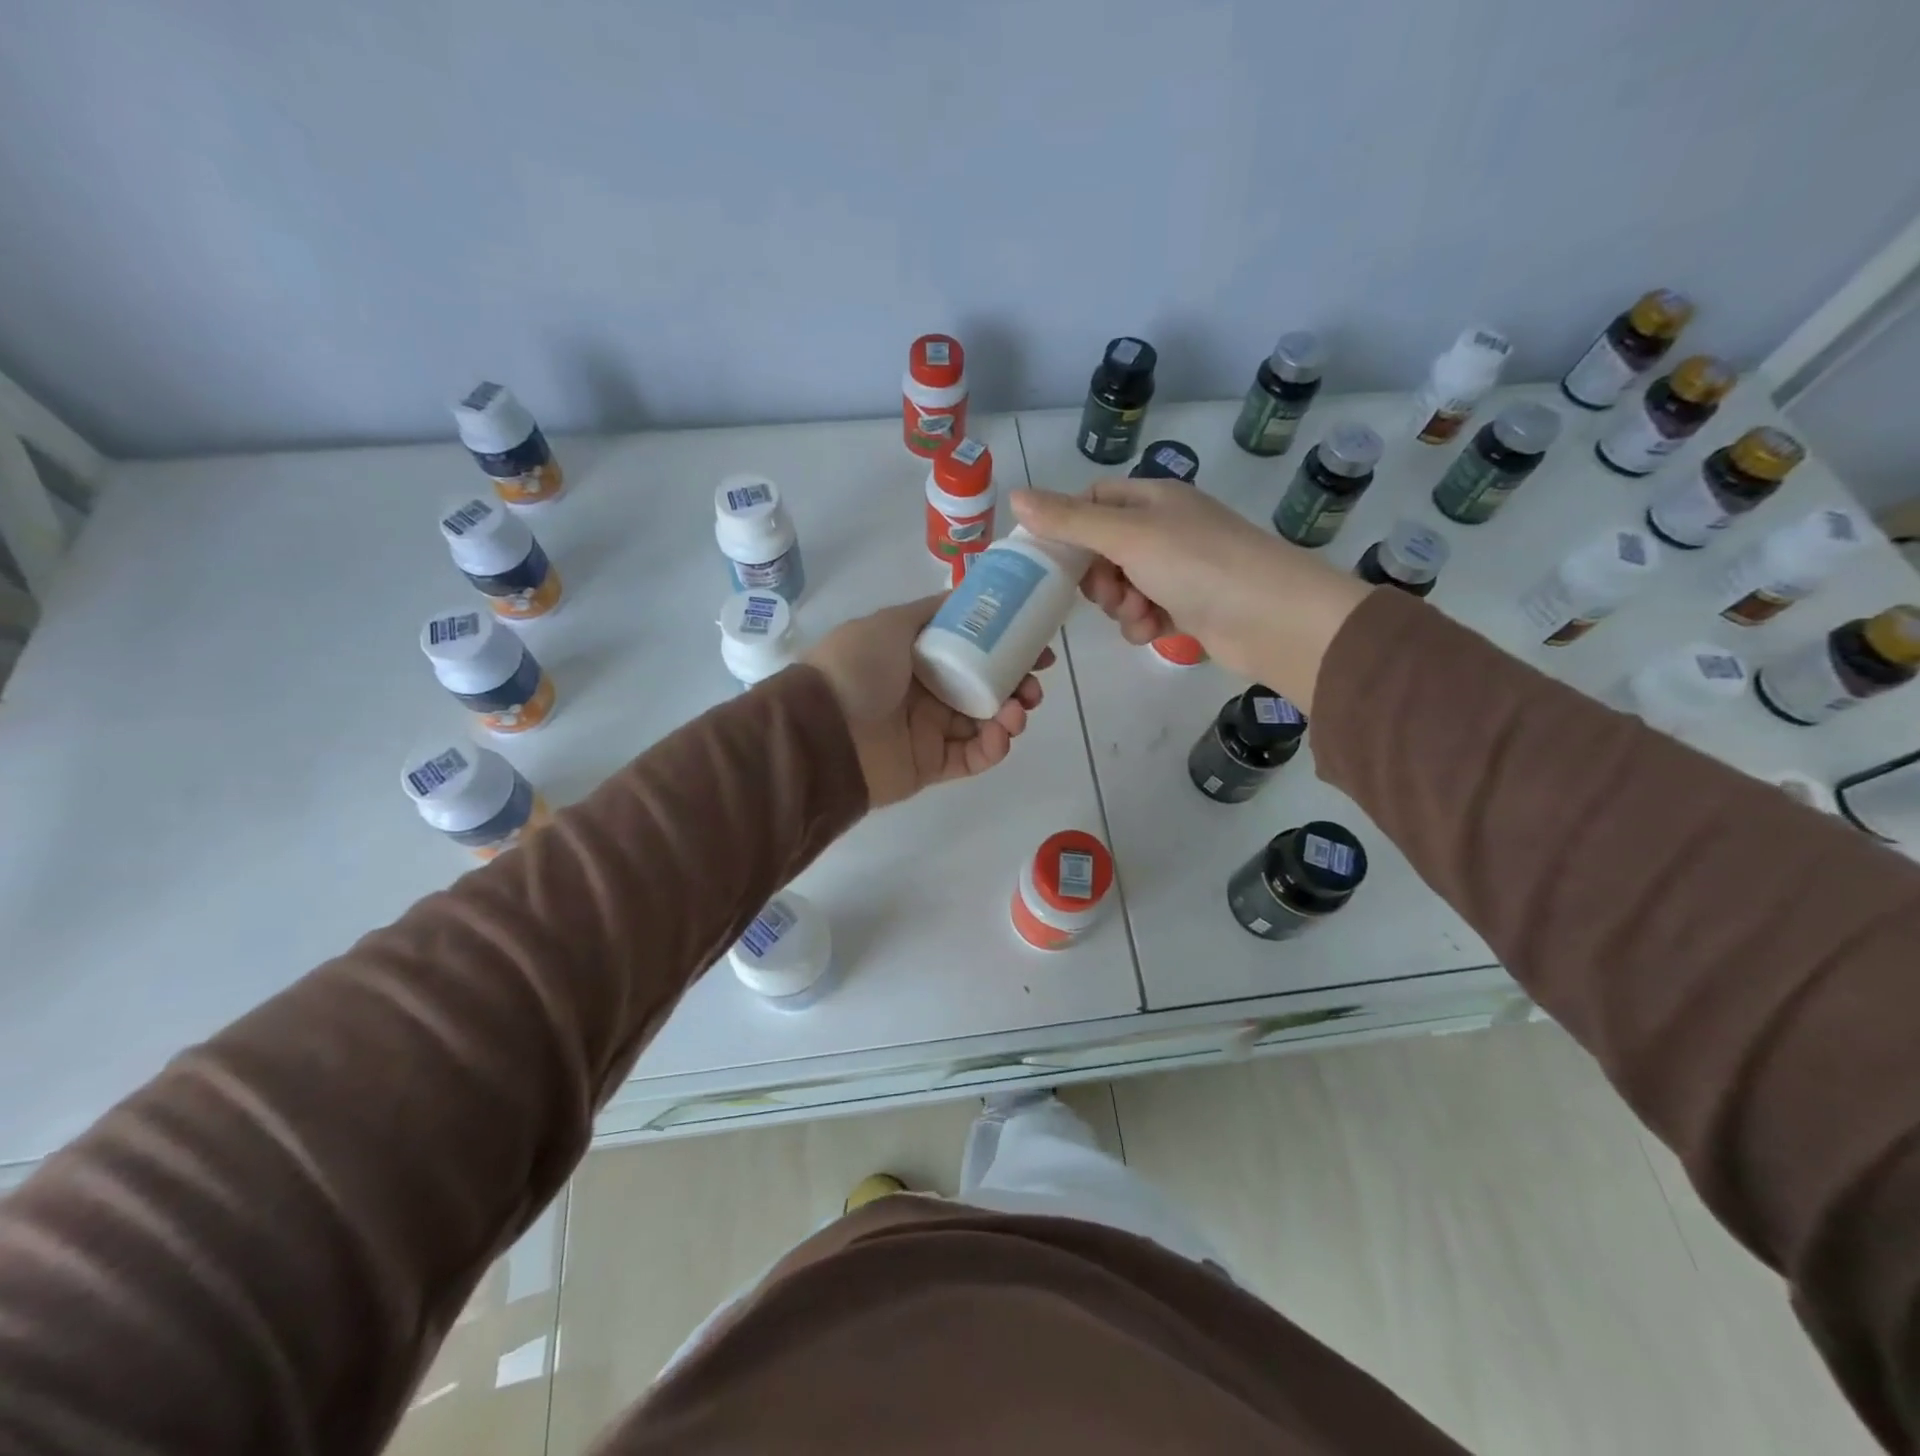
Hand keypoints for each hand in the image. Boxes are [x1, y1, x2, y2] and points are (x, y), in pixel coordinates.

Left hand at [806, 596, 1051, 808]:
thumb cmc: (856, 668)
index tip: (1038, 648)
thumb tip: (967, 595)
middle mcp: (925, 691)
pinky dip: (993, 748)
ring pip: (984, 723)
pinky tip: (1001, 735)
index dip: (1007, 648)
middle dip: (1017, 684)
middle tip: (1034, 686)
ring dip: (1011, 715)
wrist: (821, 732)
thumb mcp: (891, 623)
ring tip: (1019, 711)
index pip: (973, 650)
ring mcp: (929, 731)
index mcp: (917, 656)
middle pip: (985, 687)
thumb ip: (931, 612)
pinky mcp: (931, 766)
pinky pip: (972, 757)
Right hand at [1008, 481, 1370, 710]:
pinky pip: (1147, 613)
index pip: (1093, 501)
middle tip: (1106, 592)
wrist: (1272, 617)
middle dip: (1097, 577)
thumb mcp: (1126, 535)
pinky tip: (1156, 631)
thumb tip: (1016, 496)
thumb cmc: (1197, 564)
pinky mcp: (1190, 606)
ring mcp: (1180, 569)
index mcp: (1153, 499)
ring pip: (1122, 586)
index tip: (1051, 560)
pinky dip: (1145, 623)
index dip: (1068, 528)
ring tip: (1140, 616)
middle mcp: (1166, 528)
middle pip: (1103, 549)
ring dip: (1121, 606)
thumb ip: (1069, 521)